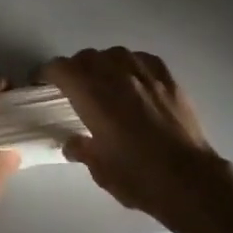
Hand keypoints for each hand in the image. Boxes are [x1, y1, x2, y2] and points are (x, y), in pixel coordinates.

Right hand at [43, 48, 222, 219]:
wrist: (190, 179)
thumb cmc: (139, 177)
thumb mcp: (101, 170)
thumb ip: (82, 149)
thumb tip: (72, 142)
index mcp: (93, 95)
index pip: (61, 68)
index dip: (47, 72)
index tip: (42, 82)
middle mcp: (115, 75)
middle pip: (87, 57)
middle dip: (75, 68)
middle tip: (74, 87)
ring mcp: (144, 73)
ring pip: (114, 53)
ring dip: (103, 63)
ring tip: (105, 81)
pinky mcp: (167, 77)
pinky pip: (142, 59)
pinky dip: (131, 65)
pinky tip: (134, 80)